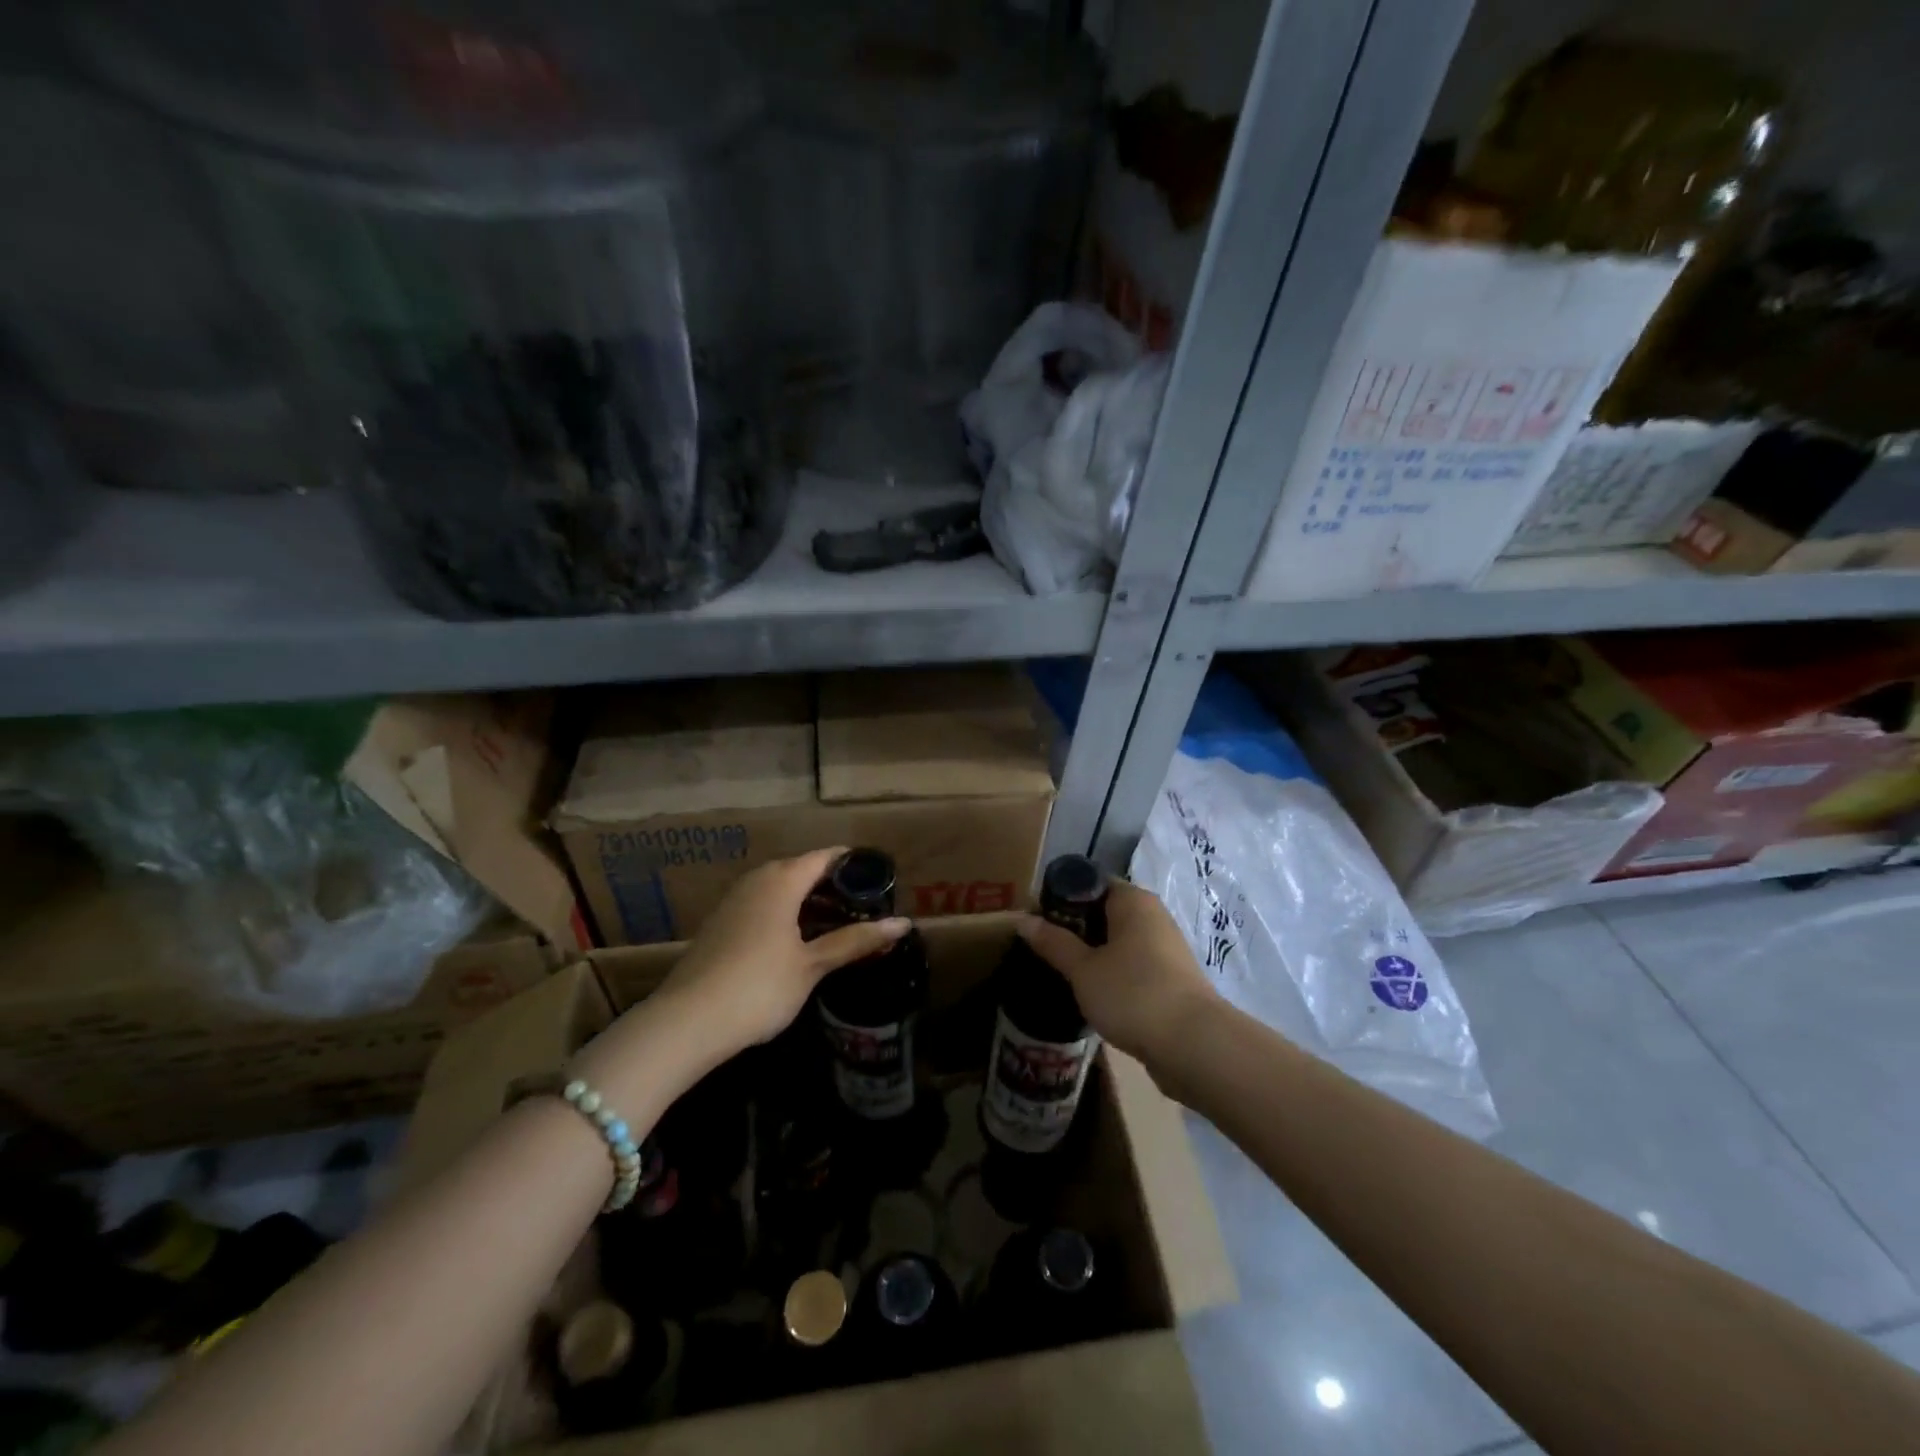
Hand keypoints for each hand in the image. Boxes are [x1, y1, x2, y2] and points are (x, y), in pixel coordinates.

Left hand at [654, 847, 910, 1062]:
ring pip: (782, 889)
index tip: (881, 880)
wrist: (687, 1022)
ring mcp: (734, 901)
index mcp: (782, 880)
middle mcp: (757, 880)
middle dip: (834, 886)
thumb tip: (903, 924)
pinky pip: (764, 905)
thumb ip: (855, 941)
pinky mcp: (721, 924)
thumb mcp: (812, 965)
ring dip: (810, 902)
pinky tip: (800, 941)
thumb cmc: (759, 986)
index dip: (854, 865)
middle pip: (803, 870)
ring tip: (840, 925)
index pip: (826, 857)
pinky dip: (788, 914)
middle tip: (866, 908)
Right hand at [1017, 880, 1218, 1074]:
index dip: (1060, 897)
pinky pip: (1131, 965)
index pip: (1090, 883)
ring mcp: (1165, 949)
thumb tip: (1023, 919)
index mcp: (1133, 901)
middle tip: (1041, 947)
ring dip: (1091, 953)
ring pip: (1117, 941)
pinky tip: (1090, 993)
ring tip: (1060, 971)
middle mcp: (1153, 916)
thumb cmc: (1133, 994)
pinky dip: (1110, 973)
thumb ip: (1053, 943)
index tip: (1035, 918)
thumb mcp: (1083, 969)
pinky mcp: (1170, 979)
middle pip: (1103, 912)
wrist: (1193, 1046)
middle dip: (1073, 928)